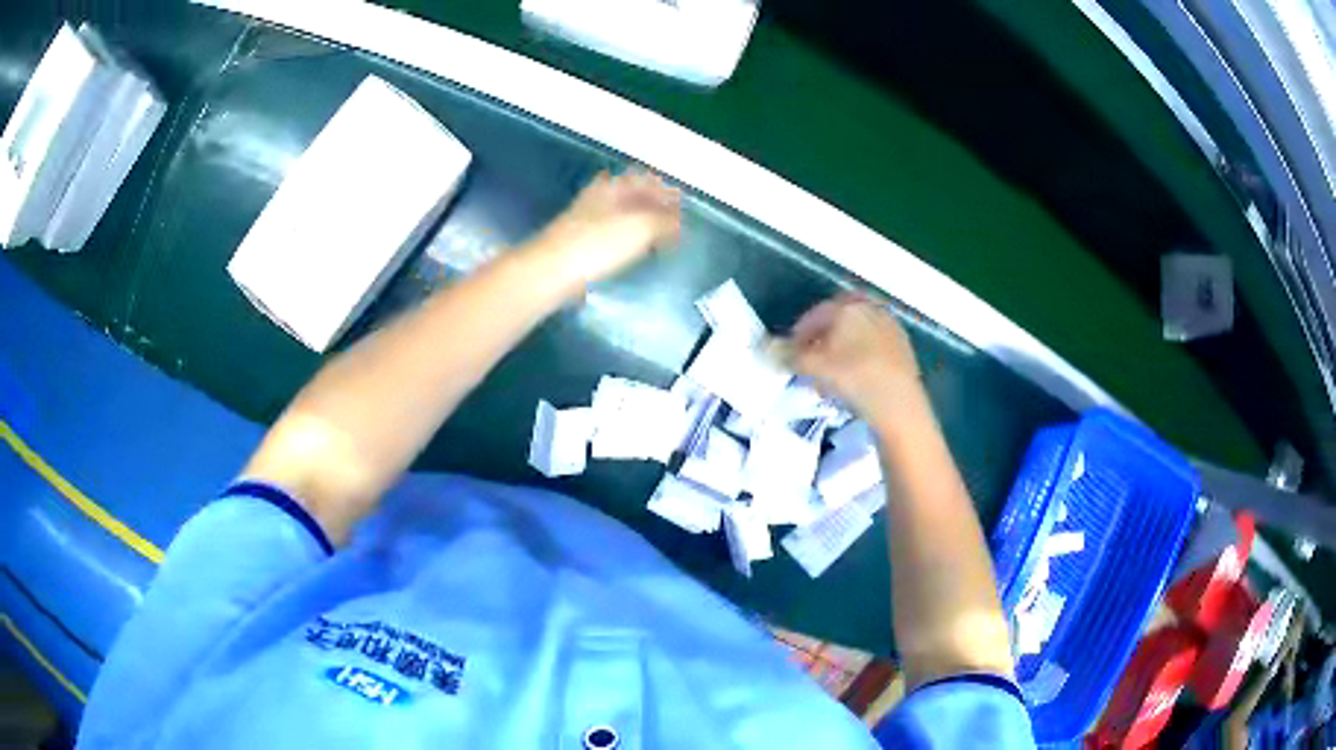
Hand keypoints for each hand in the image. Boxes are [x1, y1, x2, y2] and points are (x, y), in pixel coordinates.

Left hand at [527, 169, 680, 297]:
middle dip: (652, 206)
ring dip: (638, 223)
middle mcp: (597, 198)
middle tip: (672, 222)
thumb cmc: (598, 244)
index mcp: (613, 187)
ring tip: (656, 238)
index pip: (644, 179)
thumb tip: (679, 221)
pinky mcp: (577, 245)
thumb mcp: (641, 227)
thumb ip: (664, 221)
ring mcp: (584, 221)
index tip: (681, 203)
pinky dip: (625, 239)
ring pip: (619, 215)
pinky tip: (630, 252)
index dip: (664, 190)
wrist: (550, 272)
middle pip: (631, 196)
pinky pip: (609, 236)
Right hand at [782, 294, 923, 422]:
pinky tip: (857, 380)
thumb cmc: (852, 377)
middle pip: (838, 322)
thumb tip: (763, 348)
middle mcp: (870, 308)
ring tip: (832, 375)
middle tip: (812, 364)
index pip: (815, 315)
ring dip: (842, 350)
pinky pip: (874, 347)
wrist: (898, 403)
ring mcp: (890, 327)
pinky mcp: (904, 348)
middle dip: (822, 340)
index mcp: (847, 306)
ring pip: (857, 335)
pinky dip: (861, 358)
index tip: (791, 354)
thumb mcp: (813, 367)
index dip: (799, 334)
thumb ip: (787, 355)